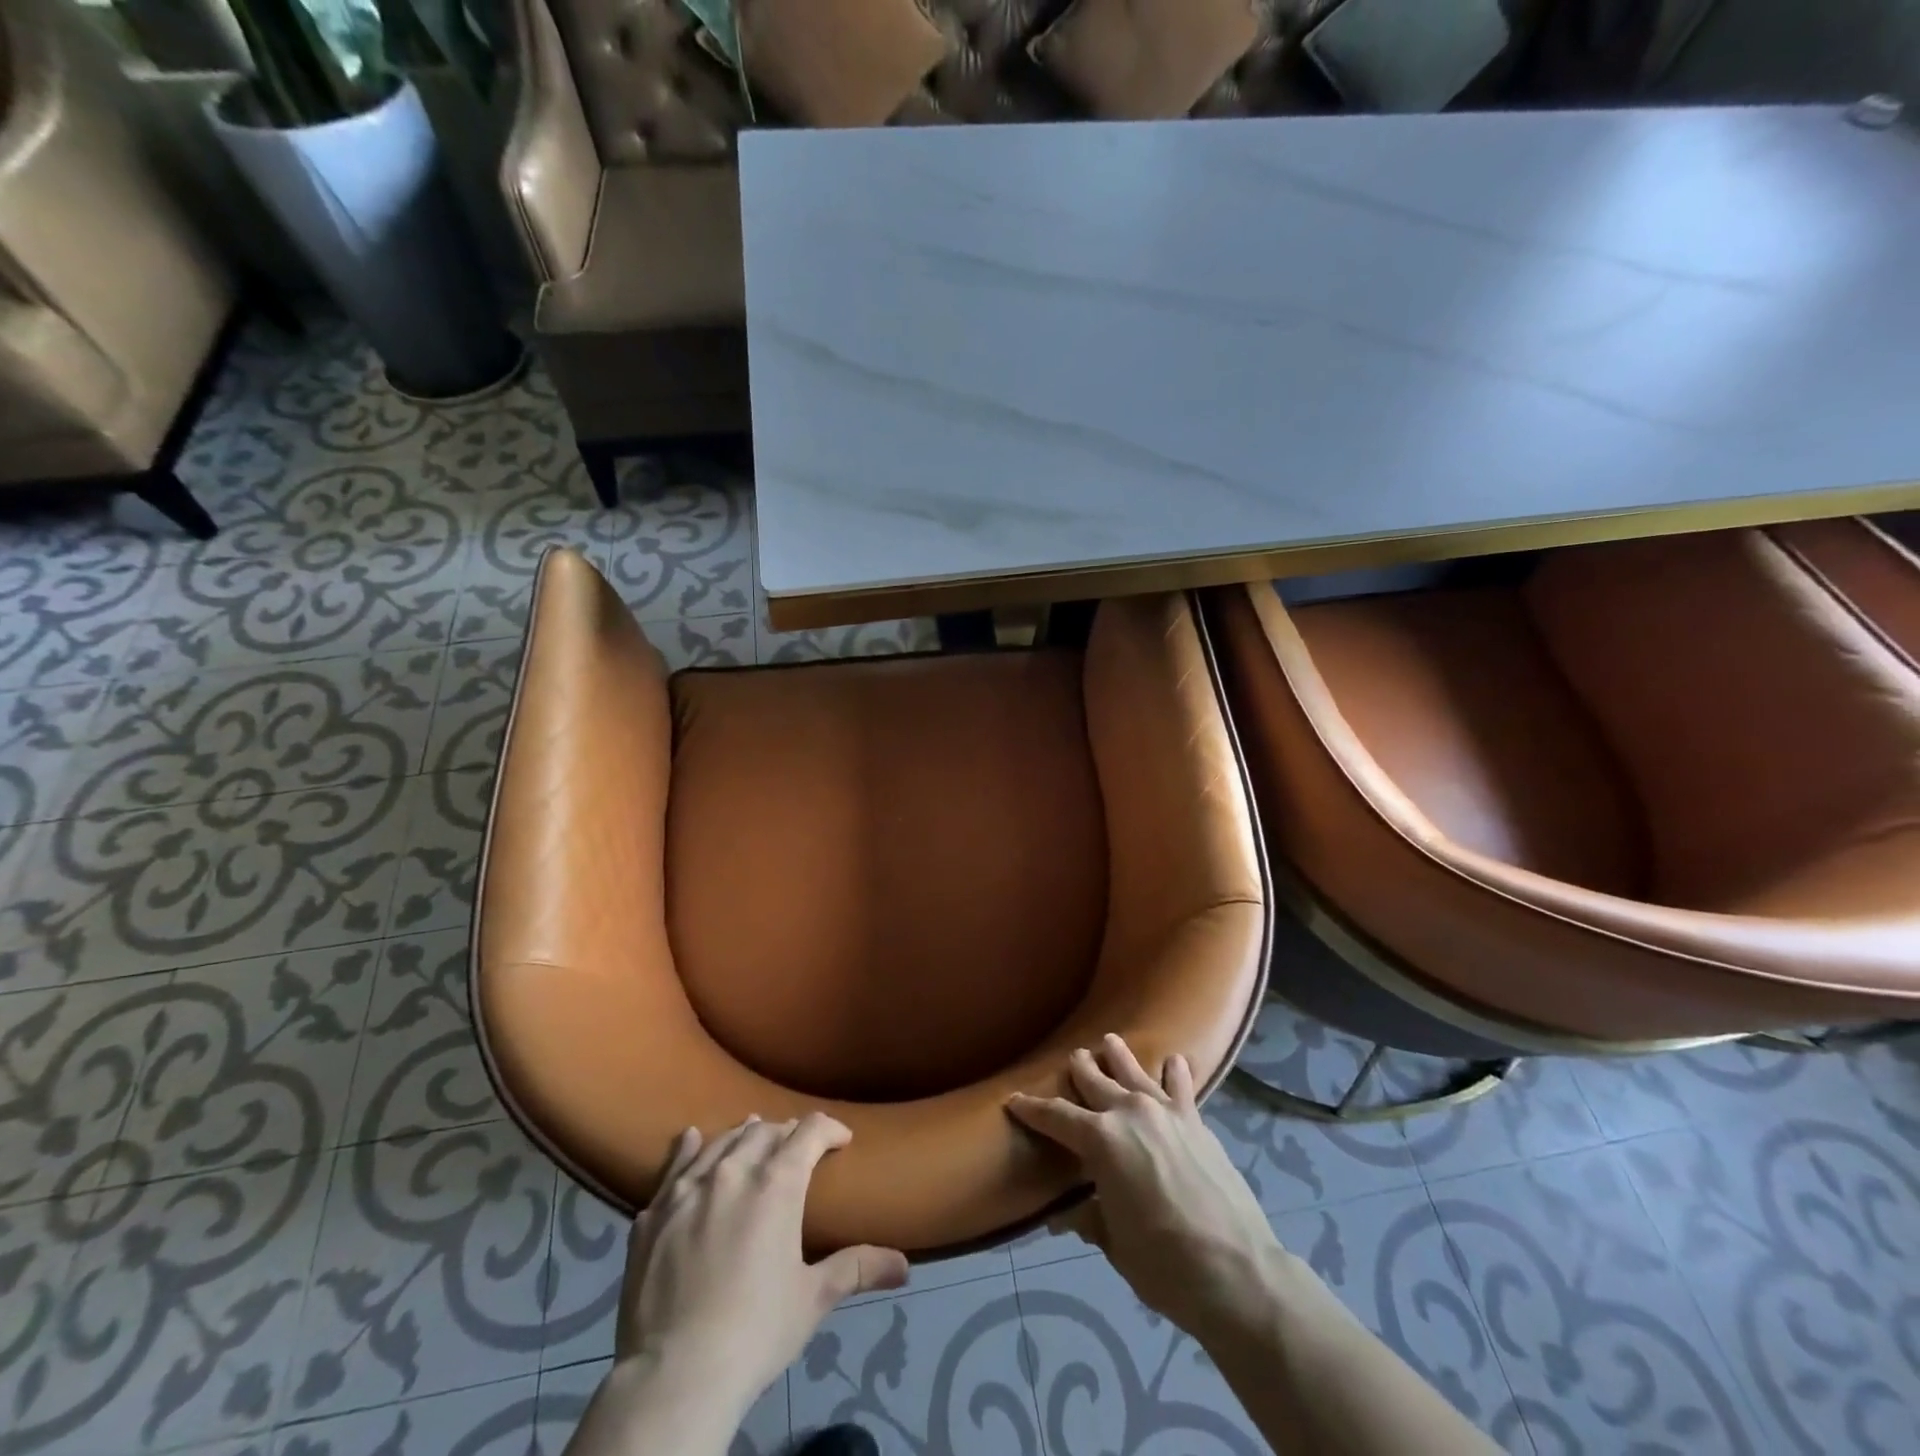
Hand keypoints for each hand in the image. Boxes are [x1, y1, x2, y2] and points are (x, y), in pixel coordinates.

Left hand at [615, 1113, 908, 1410]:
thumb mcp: (813, 1299)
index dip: (830, 1129)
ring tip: (754, 1135)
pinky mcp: (655, 1211)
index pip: (809, 1131)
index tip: (842, 1140)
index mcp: (777, 1183)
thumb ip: (857, 1269)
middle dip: (788, 1134)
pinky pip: (675, 1164)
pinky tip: (693, 1139)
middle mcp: (734, 1170)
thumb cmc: (755, 1333)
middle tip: (798, 1150)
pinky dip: (690, 1148)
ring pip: (723, 1141)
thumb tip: (904, 1265)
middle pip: (766, 1131)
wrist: (674, 1376)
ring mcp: (689, 1187)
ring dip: (744, 1136)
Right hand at [1008, 1034, 1282, 1337]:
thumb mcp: (1114, 1243)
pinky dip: (1174, 1072)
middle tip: (1071, 1057)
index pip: (1055, 1116)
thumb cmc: (1163, 1264)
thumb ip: (1088, 1217)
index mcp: (1100, 1140)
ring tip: (1109, 1041)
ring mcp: (1165, 1112)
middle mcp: (1129, 1112)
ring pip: (1134, 1072)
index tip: (1014, 1100)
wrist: (1237, 1271)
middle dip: (1079, 1069)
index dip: (1032, 1109)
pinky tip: (1174, 1060)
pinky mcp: (1196, 1122)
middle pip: (1095, 1081)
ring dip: (1119, 1056)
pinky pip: (1181, 1086)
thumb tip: (1062, 1214)